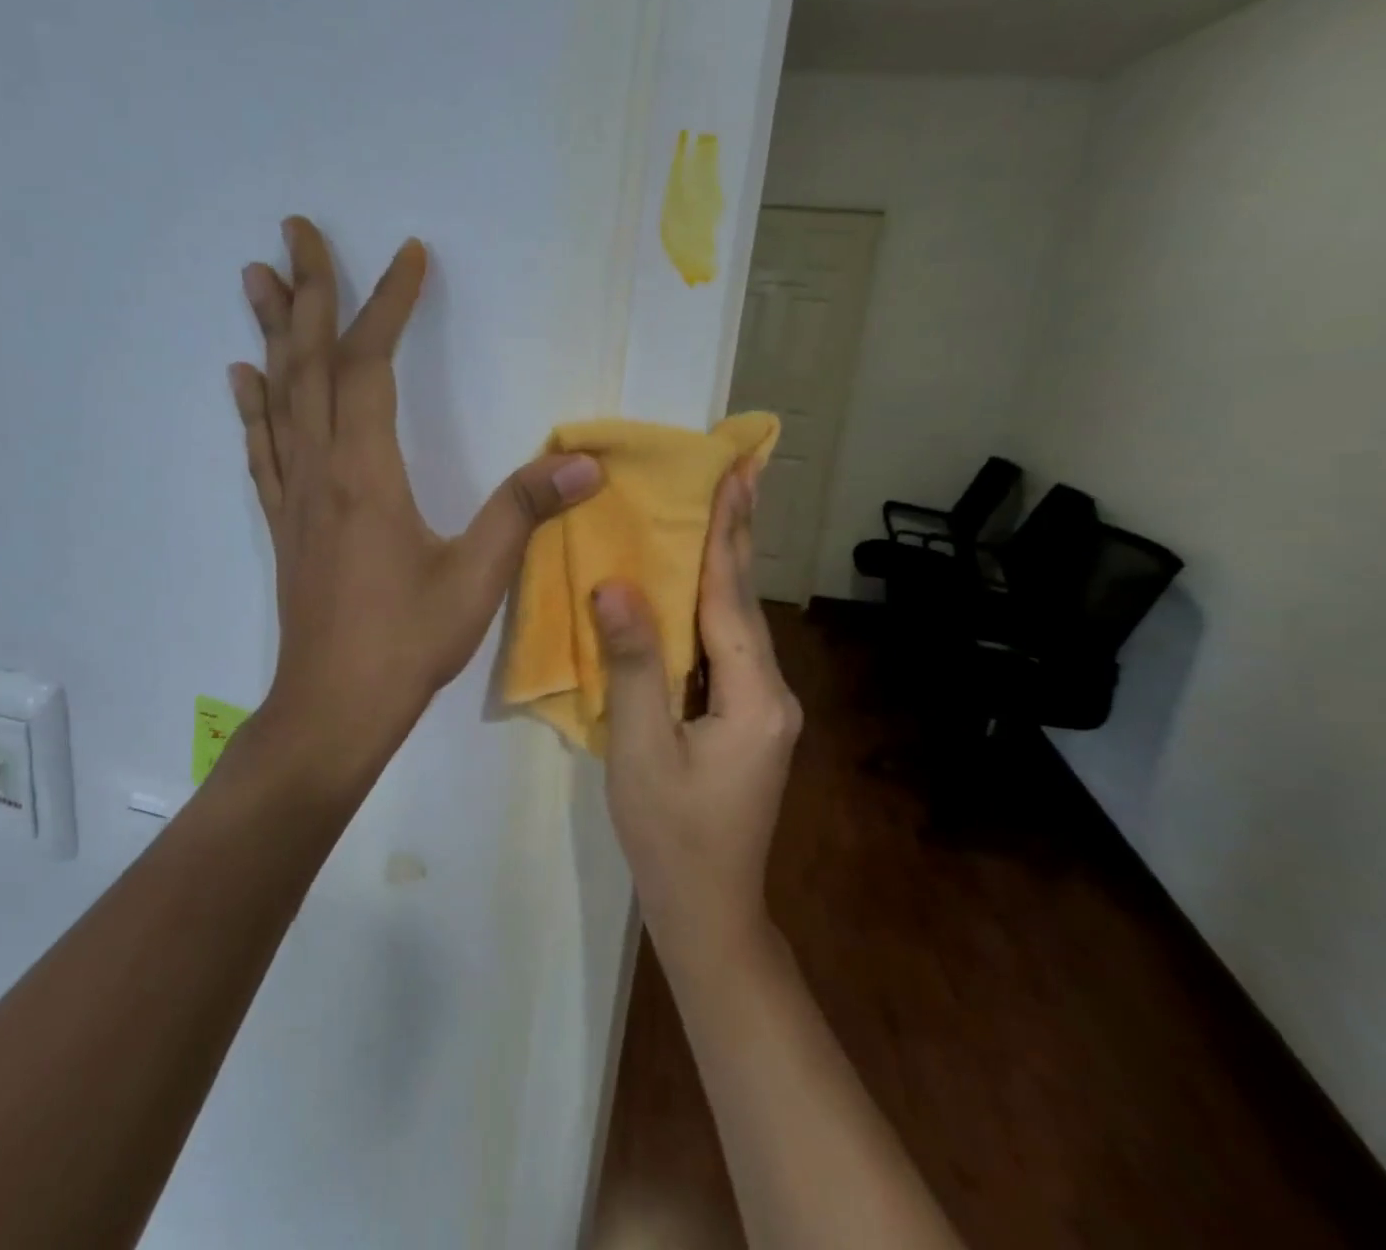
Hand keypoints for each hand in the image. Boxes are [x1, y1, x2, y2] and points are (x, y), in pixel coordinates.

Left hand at [229, 217, 602, 780]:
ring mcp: (295, 495)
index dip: (387, 304)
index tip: (407, 256)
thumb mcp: (477, 579)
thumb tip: (583, 461)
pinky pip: (264, 448)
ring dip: (270, 333)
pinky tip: (243, 378)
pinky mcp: (286, 522)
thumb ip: (523, 512)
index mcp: (365, 473)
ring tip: (256, 278)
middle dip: (307, 291)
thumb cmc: (404, 644)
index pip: (369, 365)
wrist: (332, 707)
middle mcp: (320, 470)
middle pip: (308, 363)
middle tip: (294, 230)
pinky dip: (254, 406)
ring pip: (278, 396)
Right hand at [592, 465, 802, 965]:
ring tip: (716, 513)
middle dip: (737, 536)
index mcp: (753, 697)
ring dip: (723, 568)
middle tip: (738, 473)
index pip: (732, 599)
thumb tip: (614, 586)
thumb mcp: (639, 749)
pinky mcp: (745, 720)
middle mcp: (770, 694)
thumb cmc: (670, 835)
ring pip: (736, 624)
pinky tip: (691, 589)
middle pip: (744, 602)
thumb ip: (632, 665)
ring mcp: (762, 708)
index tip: (734, 475)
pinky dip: (708, 608)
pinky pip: (724, 650)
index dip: (726, 535)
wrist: (707, 912)